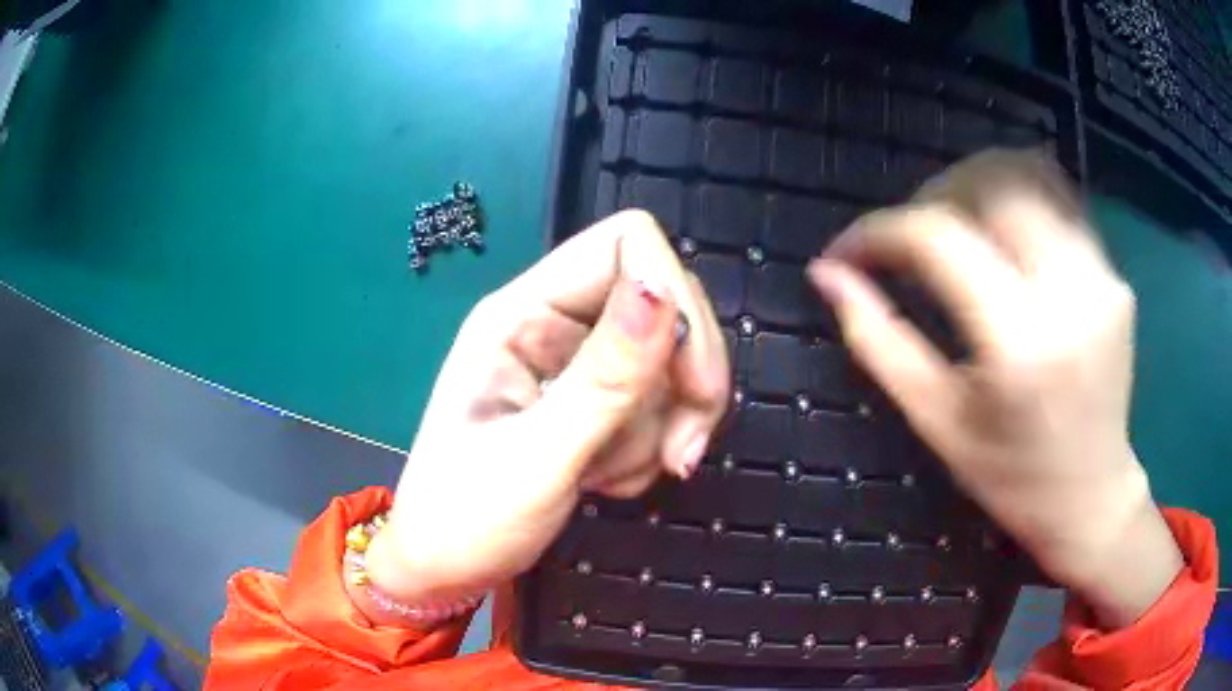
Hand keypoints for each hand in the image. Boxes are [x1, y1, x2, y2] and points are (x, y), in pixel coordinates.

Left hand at [362, 211, 728, 612]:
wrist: (447, 571)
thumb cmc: (466, 518)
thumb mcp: (536, 456)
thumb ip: (604, 378)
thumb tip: (665, 290)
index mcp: (520, 313)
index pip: (625, 244)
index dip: (673, 295)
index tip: (692, 383)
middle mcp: (553, 323)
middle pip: (664, 301)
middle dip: (686, 378)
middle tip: (678, 454)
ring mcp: (575, 363)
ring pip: (669, 362)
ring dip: (661, 429)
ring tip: (607, 480)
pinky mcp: (593, 402)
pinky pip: (659, 404)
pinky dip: (650, 448)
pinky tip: (607, 483)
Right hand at [808, 150, 1181, 627]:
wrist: (1092, 495)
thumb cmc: (1011, 477)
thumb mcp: (937, 422)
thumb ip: (879, 341)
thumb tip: (828, 275)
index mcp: (1021, 343)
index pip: (939, 237)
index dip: (882, 231)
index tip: (848, 251)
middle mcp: (1070, 293)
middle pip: (992, 184)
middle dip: (933, 192)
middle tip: (907, 235)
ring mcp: (1101, 277)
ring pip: (1031, 175)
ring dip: (978, 184)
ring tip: (953, 223)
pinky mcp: (1114, 275)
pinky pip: (1060, 203)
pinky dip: (1018, 201)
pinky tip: (1001, 239)